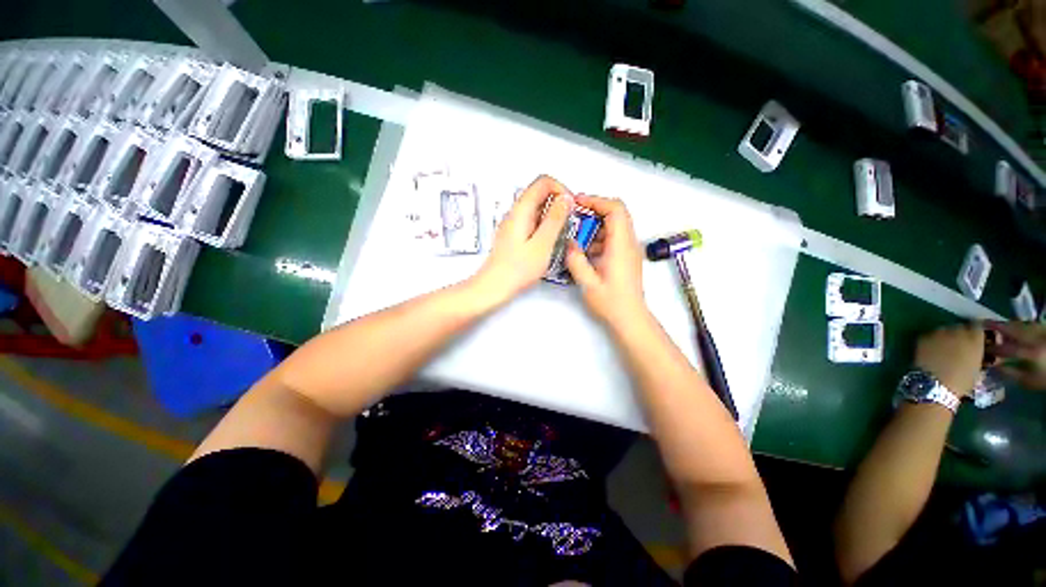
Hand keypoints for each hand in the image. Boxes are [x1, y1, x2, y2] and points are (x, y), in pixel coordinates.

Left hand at [472, 175, 572, 303]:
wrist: (494, 287)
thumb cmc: (517, 270)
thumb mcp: (542, 244)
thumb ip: (555, 219)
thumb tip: (566, 199)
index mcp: (521, 210)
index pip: (543, 182)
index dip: (561, 189)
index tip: (571, 207)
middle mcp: (515, 213)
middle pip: (540, 193)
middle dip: (559, 203)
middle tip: (570, 222)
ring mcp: (514, 224)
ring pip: (537, 208)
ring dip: (553, 216)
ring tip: (562, 234)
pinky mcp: (514, 235)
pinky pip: (533, 222)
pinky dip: (545, 226)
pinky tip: (550, 243)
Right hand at [564, 195, 647, 325]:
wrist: (630, 318)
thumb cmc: (611, 303)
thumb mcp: (587, 283)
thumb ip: (576, 260)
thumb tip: (569, 243)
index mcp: (621, 246)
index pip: (615, 210)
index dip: (596, 200)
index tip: (577, 202)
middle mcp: (629, 243)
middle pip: (617, 213)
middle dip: (595, 209)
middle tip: (575, 214)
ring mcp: (629, 250)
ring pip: (615, 225)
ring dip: (596, 224)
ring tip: (576, 234)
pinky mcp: (626, 257)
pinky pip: (614, 237)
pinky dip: (599, 237)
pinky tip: (585, 250)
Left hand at [914, 324, 984, 397]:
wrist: (936, 384)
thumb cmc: (961, 381)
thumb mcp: (977, 366)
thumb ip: (976, 353)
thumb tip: (973, 351)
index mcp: (975, 337)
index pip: (977, 326)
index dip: (974, 332)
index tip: (973, 337)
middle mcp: (957, 330)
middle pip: (959, 327)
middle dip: (958, 334)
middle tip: (957, 345)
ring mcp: (938, 332)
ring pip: (943, 330)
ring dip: (944, 337)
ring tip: (942, 348)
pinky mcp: (923, 337)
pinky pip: (929, 335)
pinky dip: (931, 340)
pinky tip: (930, 350)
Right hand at [985, 321, 1045, 390]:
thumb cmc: (1044, 377)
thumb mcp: (1028, 381)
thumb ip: (1011, 373)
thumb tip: (994, 367)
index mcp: (1029, 353)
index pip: (1006, 348)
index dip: (992, 348)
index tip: (980, 347)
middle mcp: (1035, 339)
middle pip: (1014, 330)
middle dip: (999, 327)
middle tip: (984, 323)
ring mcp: (1041, 333)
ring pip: (1023, 325)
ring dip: (1010, 325)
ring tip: (1000, 326)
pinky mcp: (1044, 331)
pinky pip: (1031, 325)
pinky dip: (1022, 325)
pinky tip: (1017, 327)